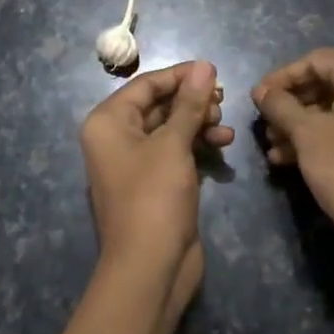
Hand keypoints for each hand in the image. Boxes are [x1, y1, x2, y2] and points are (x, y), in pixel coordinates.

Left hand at [79, 61, 231, 305]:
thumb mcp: (174, 144)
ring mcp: (135, 163)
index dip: (180, 75)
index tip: (214, 71)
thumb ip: (190, 103)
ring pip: (170, 129)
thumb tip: (205, 65)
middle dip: (192, 101)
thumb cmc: (154, 196)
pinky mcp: (154, 184)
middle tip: (224, 99)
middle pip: (158, 105)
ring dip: (199, 122)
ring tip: (225, 125)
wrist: (149, 268)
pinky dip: (198, 145)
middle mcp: (116, 138)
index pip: (146, 84)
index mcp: (108, 122)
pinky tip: (224, 145)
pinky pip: (176, 152)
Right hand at [252, 48, 333, 244]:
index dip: (282, 77)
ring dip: (300, 124)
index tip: (257, 97)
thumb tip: (260, 91)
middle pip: (326, 83)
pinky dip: (321, 135)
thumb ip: (279, 104)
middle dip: (290, 105)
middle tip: (264, 123)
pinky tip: (287, 157)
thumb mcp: (305, 132)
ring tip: (272, 146)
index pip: (316, 61)